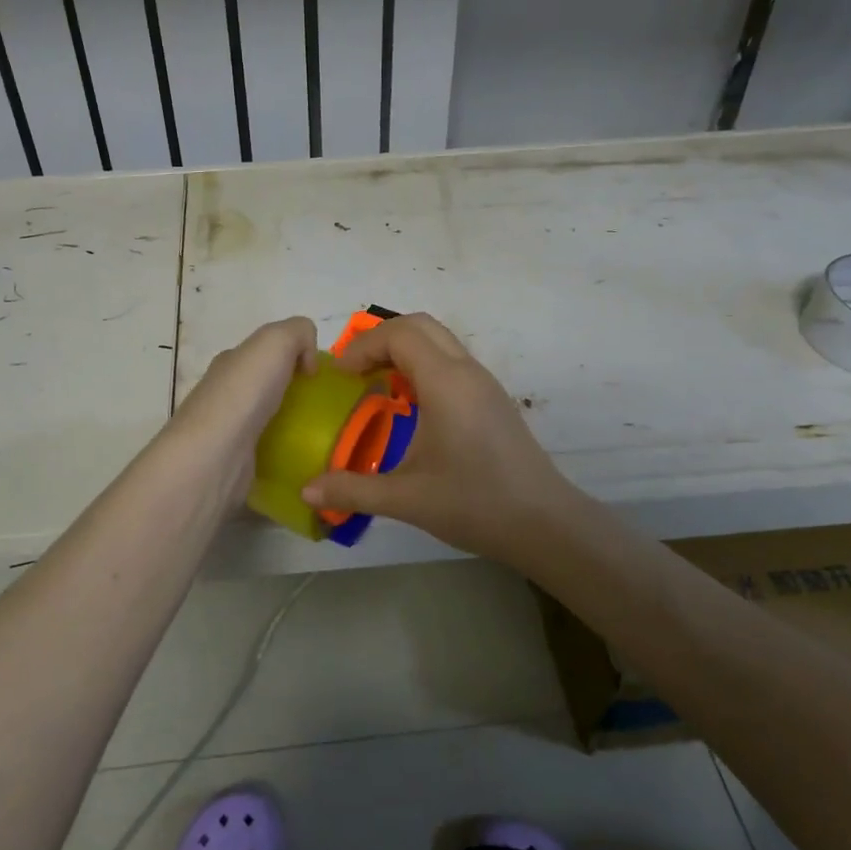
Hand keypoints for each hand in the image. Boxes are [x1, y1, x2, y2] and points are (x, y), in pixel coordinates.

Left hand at [163, 317, 318, 497]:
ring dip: (290, 425)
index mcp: (232, 362)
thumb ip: (298, 332)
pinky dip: (284, 454)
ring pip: (265, 421)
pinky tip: (302, 460)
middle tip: (322, 407)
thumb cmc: (245, 391)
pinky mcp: (234, 464)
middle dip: (292, 393)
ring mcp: (227, 431)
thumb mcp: (276, 340)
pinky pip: (265, 453)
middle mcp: (225, 393)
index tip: (317, 377)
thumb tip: (307, 361)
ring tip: (319, 436)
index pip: (264, 353)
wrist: (215, 455)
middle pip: (265, 387)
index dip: (293, 358)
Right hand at [301, 313, 581, 566]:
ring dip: (403, 351)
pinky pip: (451, 361)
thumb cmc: (474, 504)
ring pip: (439, 341)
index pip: (399, 334)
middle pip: (420, 325)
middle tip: (355, 372)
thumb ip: (352, 490)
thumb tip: (306, 490)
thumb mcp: (406, 498)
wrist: (544, 524)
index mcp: (446, 382)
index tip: (341, 377)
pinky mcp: (492, 399)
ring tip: (376, 386)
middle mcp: (467, 371)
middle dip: (381, 339)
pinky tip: (410, 407)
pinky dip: (422, 366)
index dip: (363, 346)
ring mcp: (484, 383)